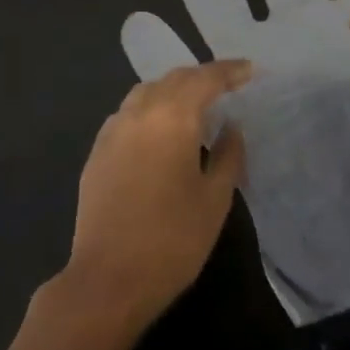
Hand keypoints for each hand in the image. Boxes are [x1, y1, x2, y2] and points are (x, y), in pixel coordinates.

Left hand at [63, 59, 251, 328]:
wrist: (107, 279)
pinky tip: (160, 129)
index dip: (230, 71)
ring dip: (174, 89)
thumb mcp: (215, 199)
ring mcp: (114, 129)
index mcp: (172, 117)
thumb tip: (231, 127)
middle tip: (228, 84)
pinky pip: (129, 112)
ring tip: (195, 103)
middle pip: (174, 79)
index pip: (206, 79)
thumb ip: (228, 155)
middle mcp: (140, 112)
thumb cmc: (172, 240)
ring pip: (147, 91)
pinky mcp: (98, 150)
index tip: (251, 70)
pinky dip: (151, 108)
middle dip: (203, 77)